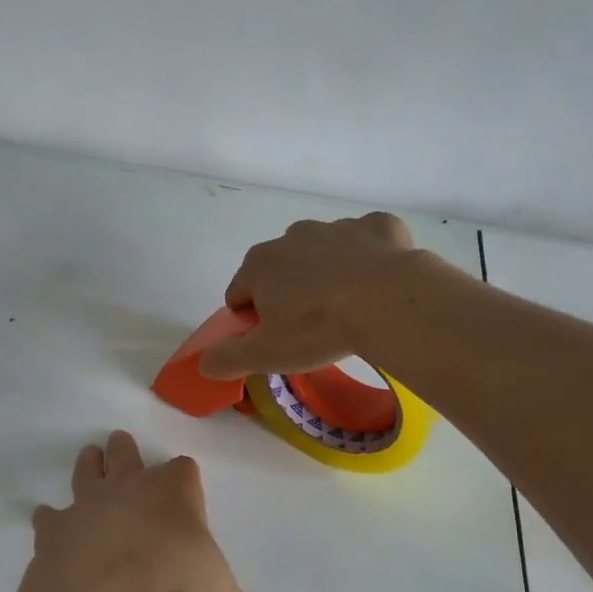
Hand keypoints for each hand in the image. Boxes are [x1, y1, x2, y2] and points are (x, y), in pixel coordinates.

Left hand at [29, 432, 291, 591]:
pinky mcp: (57, 525)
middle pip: (126, 453)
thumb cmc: (172, 575)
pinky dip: (49, 519)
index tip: (185, 487)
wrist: (107, 580)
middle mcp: (130, 485)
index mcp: (174, 491)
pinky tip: (46, 520)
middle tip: (120, 444)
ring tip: (90, 458)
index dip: (184, 478)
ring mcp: (89, 501)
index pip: (183, 469)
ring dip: (89, 466)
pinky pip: (50, 515)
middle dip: (125, 451)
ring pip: (87, 471)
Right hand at [199, 212, 419, 379]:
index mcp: (260, 264)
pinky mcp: (379, 227)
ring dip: (328, 273)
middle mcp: (293, 237)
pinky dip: (370, 256)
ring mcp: (337, 228)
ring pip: (324, 252)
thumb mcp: (265, 354)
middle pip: (280, 269)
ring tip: (348, 307)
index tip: (272, 339)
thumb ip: (227, 358)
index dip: (250, 319)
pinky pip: (368, 240)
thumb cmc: (318, 328)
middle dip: (288, 292)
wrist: (389, 301)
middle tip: (310, 327)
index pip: (239, 293)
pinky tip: (379, 282)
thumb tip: (203, 364)